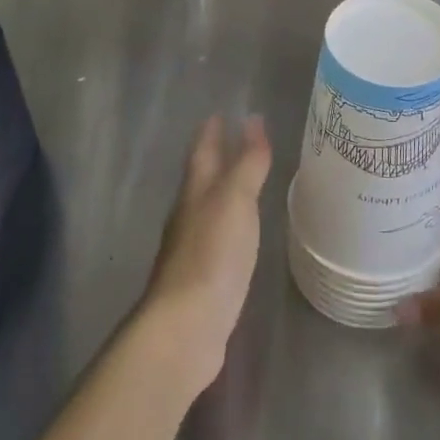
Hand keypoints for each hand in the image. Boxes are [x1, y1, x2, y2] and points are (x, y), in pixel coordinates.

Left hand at [141, 115, 272, 392]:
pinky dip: (230, 224)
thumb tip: (253, 120)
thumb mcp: (235, 200)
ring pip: (208, 208)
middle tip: (234, 140)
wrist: (187, 325)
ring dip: (223, 191)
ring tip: (242, 182)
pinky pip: (218, 238)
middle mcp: (189, 216)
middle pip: (201, 178)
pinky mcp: (203, 278)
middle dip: (215, 158)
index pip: (202, 152)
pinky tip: (239, 233)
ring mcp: (193, 249)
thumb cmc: (212, 254)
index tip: (220, 113)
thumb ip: (247, 163)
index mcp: (195, 192)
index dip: (211, 132)